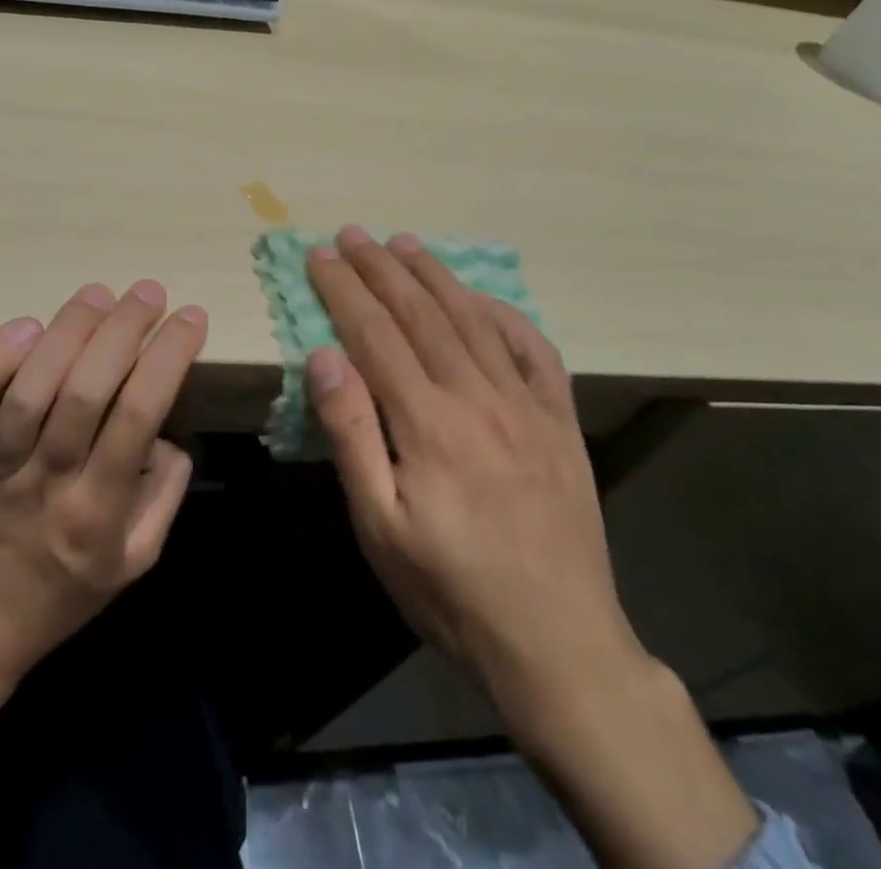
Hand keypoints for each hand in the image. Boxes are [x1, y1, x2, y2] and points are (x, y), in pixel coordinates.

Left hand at [0, 281, 205, 709]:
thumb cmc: (61, 594)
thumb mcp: (134, 562)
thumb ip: (163, 495)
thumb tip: (166, 431)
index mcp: (96, 512)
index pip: (138, 417)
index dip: (167, 359)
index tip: (191, 318)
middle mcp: (47, 482)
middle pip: (86, 393)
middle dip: (123, 331)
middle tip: (149, 291)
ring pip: (32, 389)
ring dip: (69, 332)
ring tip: (99, 294)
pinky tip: (27, 325)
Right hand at [305, 227, 757, 868]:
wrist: (560, 646)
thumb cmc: (450, 590)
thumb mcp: (380, 527)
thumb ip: (351, 435)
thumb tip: (324, 356)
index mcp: (428, 422)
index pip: (375, 333)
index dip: (343, 289)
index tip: (319, 255)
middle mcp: (477, 397)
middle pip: (420, 314)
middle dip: (380, 268)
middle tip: (353, 233)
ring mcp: (526, 405)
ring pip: (472, 320)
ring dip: (434, 275)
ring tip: (405, 243)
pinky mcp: (560, 421)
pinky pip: (534, 350)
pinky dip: (505, 313)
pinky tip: (483, 296)